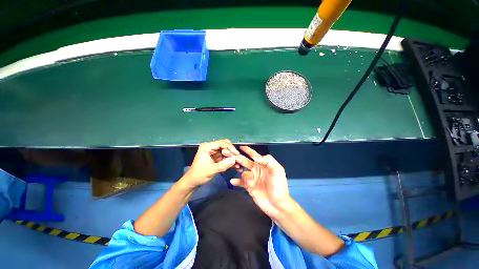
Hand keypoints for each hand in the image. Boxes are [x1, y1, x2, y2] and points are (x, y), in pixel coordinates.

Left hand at [182, 139, 239, 187]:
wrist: (193, 182)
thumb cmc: (199, 175)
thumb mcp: (211, 170)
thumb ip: (223, 165)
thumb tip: (234, 160)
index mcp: (207, 147)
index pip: (221, 143)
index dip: (230, 148)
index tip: (237, 154)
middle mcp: (211, 147)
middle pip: (225, 146)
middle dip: (232, 152)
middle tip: (238, 158)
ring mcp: (214, 152)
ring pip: (226, 151)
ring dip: (232, 157)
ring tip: (238, 163)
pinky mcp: (216, 157)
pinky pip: (225, 157)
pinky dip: (230, 161)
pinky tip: (236, 166)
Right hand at [231, 146, 292, 217]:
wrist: (277, 205)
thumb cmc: (278, 186)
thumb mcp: (277, 170)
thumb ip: (268, 161)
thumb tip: (255, 156)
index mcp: (263, 165)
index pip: (254, 155)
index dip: (248, 150)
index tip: (241, 147)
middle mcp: (256, 170)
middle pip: (245, 162)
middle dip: (238, 158)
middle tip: (230, 156)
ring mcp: (252, 178)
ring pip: (242, 172)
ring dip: (241, 172)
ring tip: (244, 177)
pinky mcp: (249, 187)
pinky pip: (241, 182)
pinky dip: (236, 181)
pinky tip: (232, 181)